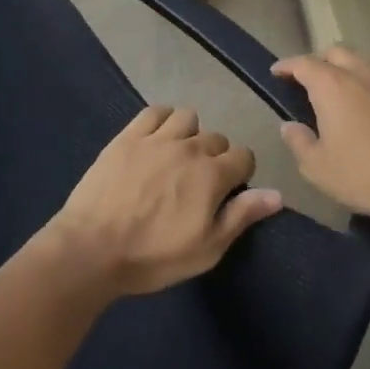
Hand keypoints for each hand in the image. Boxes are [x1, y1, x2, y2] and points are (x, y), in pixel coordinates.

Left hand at [46, 106, 282, 295]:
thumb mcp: (206, 249)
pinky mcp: (128, 136)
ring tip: (177, 156)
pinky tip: (156, 138)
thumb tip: (277, 194)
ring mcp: (156, 138)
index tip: (228, 192)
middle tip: (198, 183)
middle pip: (217, 138)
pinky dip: (162, 120)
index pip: (244, 156)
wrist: (92, 249)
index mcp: (212, 174)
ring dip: (190, 134)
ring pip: (188, 118)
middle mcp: (189, 148)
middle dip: (216, 157)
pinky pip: (154, 111)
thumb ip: (242, 216)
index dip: (240, 173)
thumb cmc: (153, 257)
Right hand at [272, 46, 369, 231]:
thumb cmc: (365, 175)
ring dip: (343, 72)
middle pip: (334, 53)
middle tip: (305, 84)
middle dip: (316, 63)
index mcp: (332, 85)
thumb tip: (290, 126)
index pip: (303, 63)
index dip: (286, 66)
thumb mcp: (317, 168)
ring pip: (360, 64)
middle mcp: (360, 74)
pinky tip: (364, 112)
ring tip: (335, 98)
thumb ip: (298, 142)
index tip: (276, 73)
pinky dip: (364, 86)